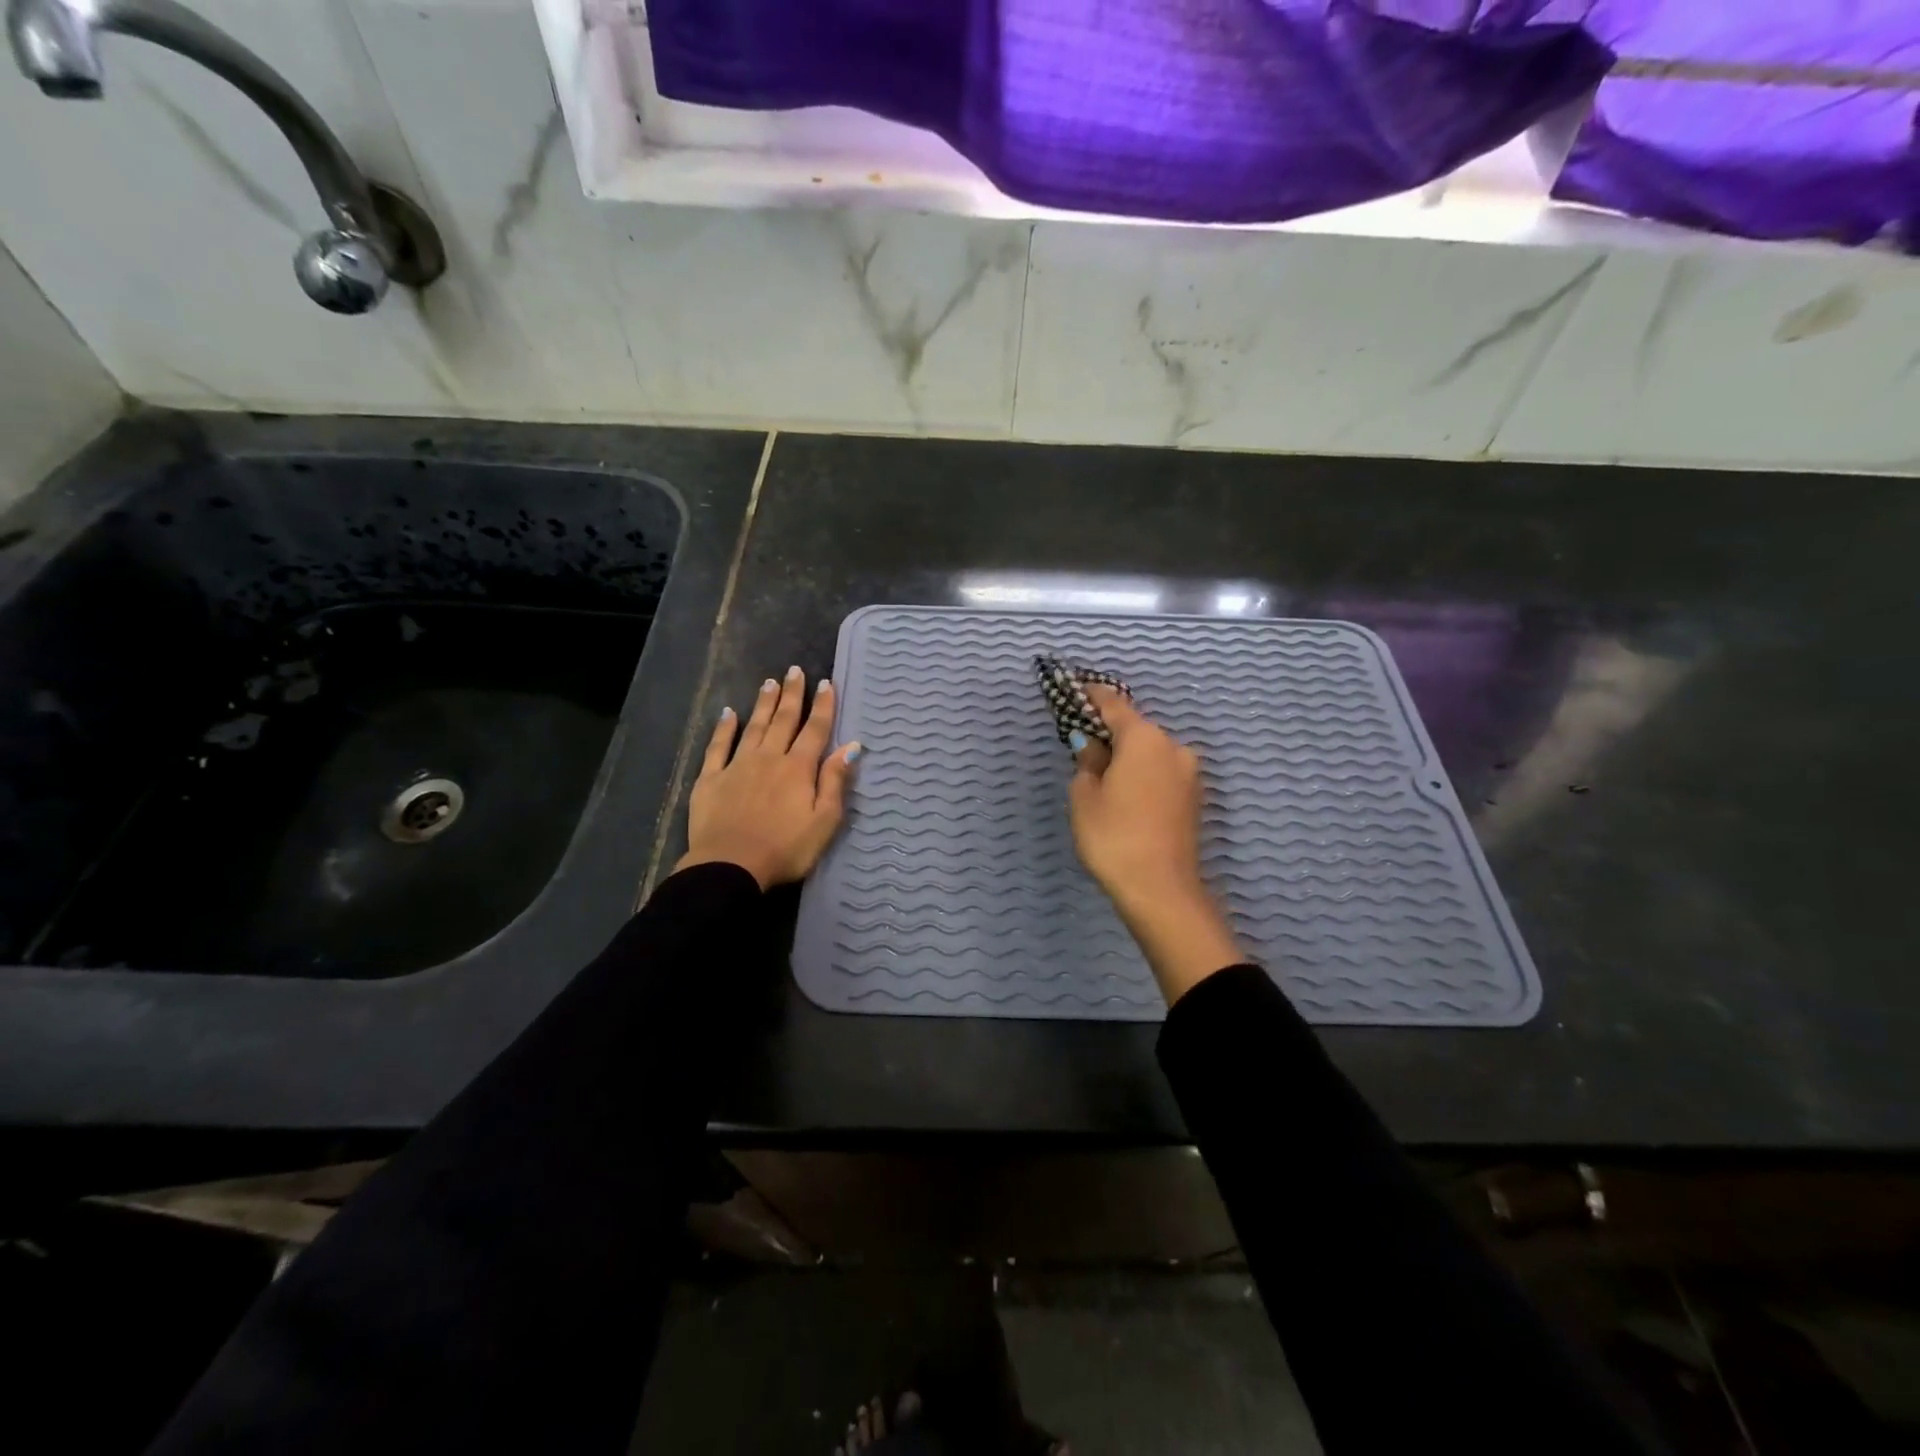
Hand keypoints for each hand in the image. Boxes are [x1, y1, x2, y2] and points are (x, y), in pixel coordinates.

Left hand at [675, 666, 860, 889]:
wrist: (730, 866)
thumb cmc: (785, 849)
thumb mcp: (824, 821)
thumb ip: (835, 781)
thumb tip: (851, 746)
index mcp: (799, 769)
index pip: (815, 730)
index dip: (822, 706)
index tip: (826, 683)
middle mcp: (769, 758)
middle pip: (783, 720)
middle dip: (792, 695)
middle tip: (794, 671)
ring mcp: (737, 766)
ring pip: (753, 726)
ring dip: (763, 704)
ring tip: (769, 682)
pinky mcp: (711, 778)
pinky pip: (718, 746)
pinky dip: (724, 728)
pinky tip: (727, 713)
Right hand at [1068, 686, 1241, 1001]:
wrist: (1161, 889)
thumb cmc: (1113, 836)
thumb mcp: (1084, 796)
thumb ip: (1087, 762)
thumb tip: (1093, 748)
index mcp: (1143, 738)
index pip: (1113, 705)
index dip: (1092, 696)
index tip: (1076, 690)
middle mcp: (1172, 746)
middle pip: (1135, 729)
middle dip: (1110, 734)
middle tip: (1084, 747)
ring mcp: (1189, 773)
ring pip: (1150, 753)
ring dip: (1129, 758)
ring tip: (1104, 780)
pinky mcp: (1194, 798)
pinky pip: (1162, 774)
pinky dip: (1143, 776)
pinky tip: (1127, 797)